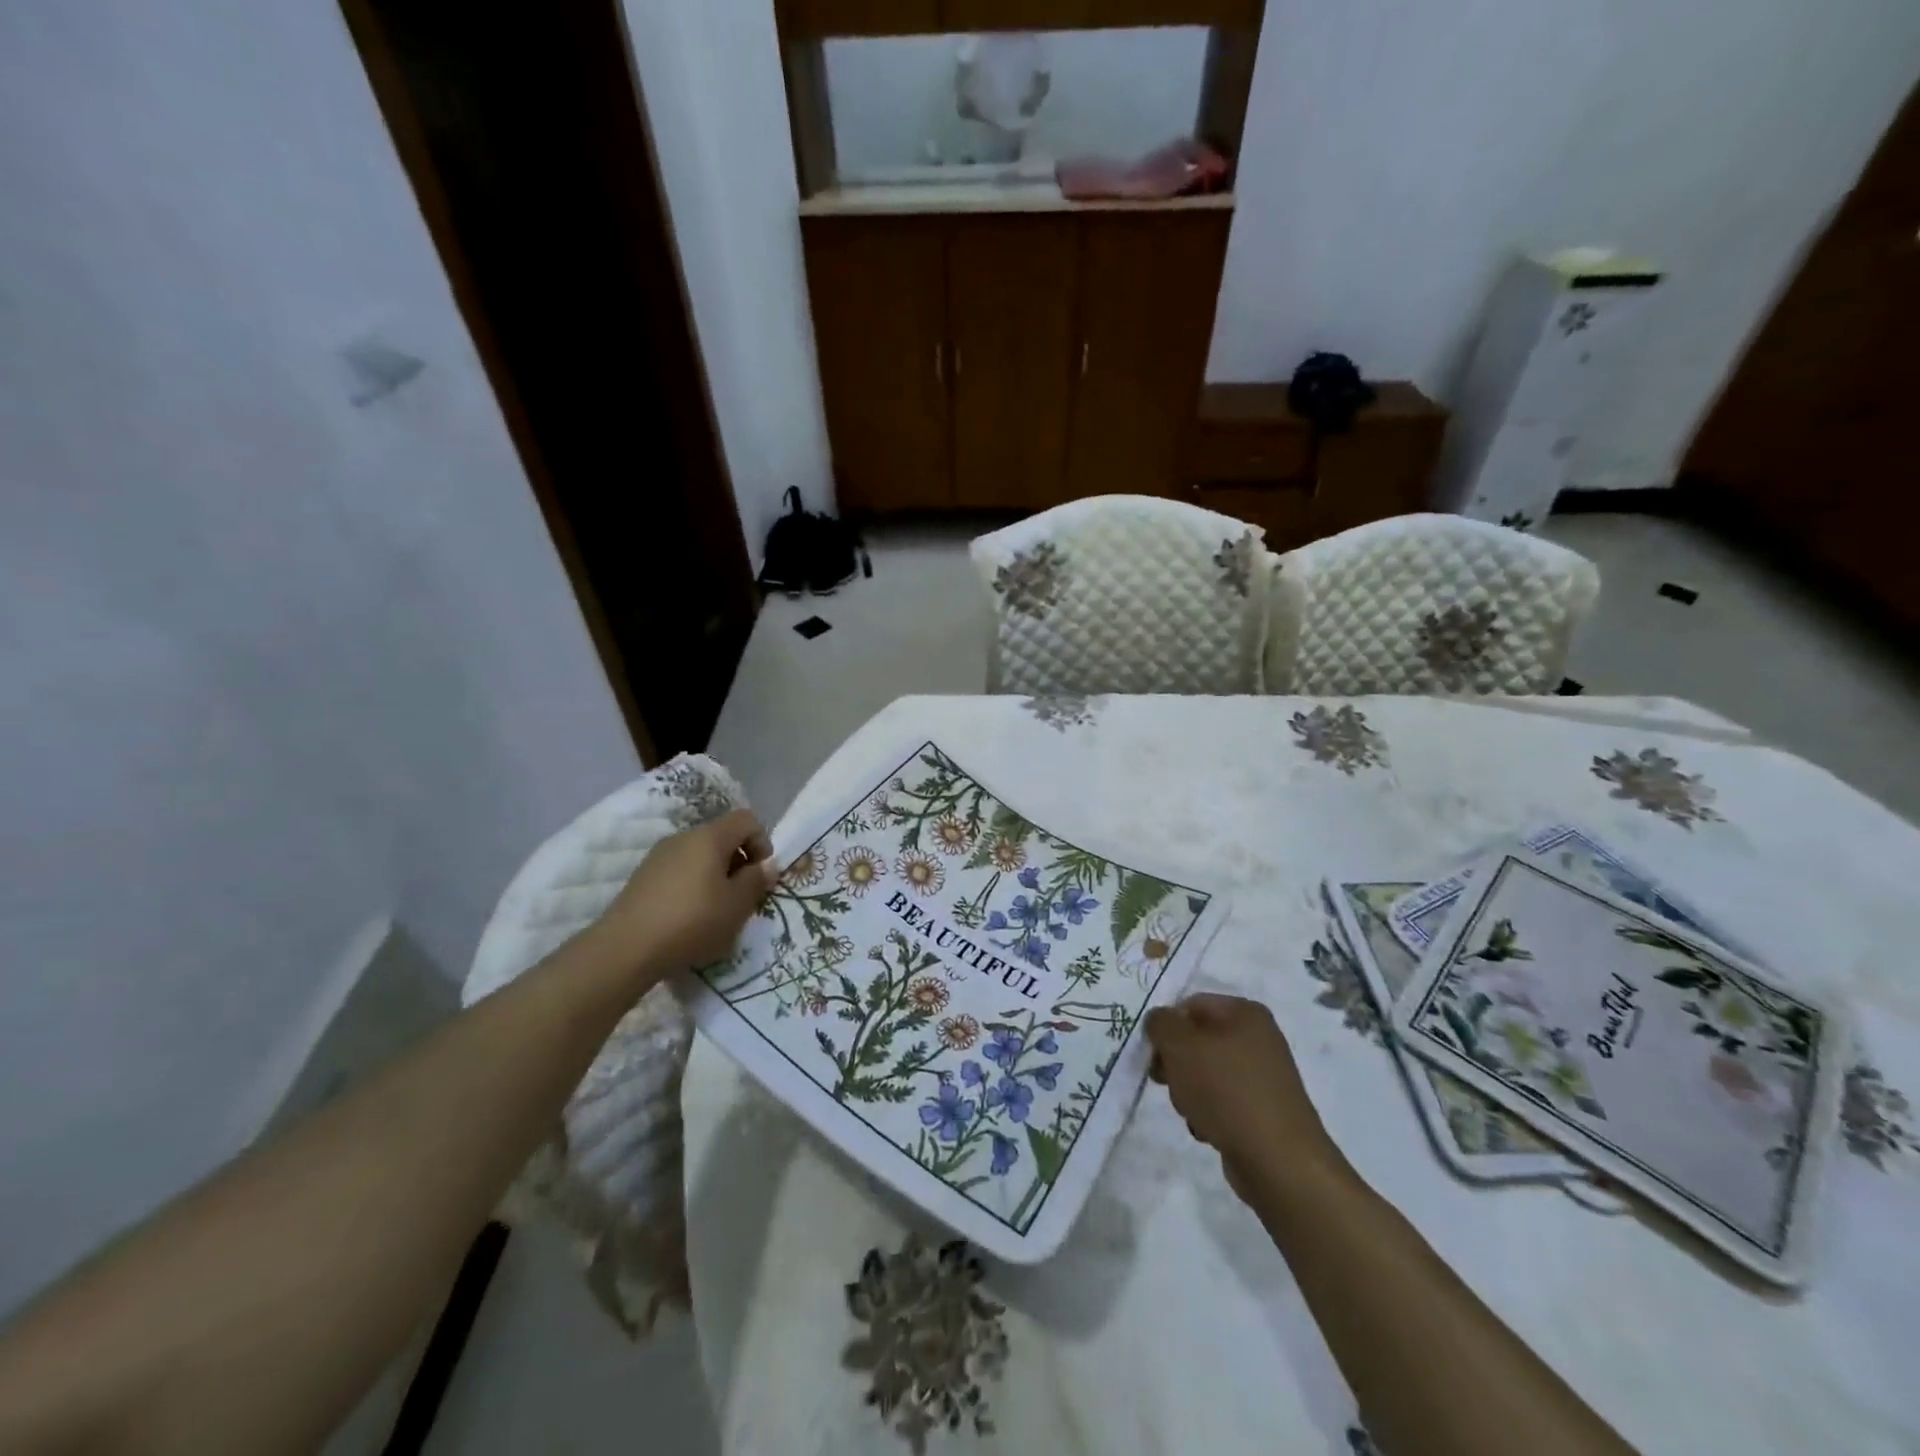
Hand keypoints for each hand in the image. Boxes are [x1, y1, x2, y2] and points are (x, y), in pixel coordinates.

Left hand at [588, 808, 777, 985]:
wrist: (626, 947)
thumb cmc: (692, 921)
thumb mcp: (737, 905)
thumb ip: (757, 880)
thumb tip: (766, 865)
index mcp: (709, 837)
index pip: (747, 819)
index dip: (762, 841)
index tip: (761, 874)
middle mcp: (683, 837)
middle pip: (722, 837)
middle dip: (739, 862)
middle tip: (742, 896)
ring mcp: (659, 855)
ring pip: (700, 855)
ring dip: (716, 875)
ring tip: (716, 910)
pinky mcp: (643, 876)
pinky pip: (680, 870)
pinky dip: (693, 885)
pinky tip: (689, 917)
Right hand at [1146, 994, 1338, 1201]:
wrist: (1278, 1160)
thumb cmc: (1225, 1090)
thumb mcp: (1179, 1045)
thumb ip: (1160, 1023)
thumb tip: (1159, 1021)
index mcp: (1245, 1012)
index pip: (1190, 1005)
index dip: (1166, 1027)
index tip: (1153, 1054)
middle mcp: (1259, 1038)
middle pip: (1197, 1040)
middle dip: (1176, 1063)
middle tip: (1165, 1082)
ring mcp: (1264, 1076)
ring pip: (1206, 1073)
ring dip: (1189, 1091)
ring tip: (1193, 1112)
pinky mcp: (1263, 1110)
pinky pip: (1223, 1101)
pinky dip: (1209, 1113)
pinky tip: (1209, 1130)